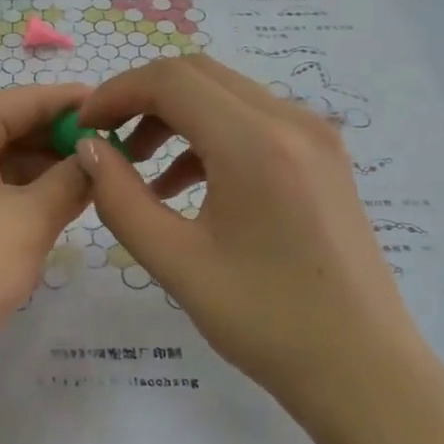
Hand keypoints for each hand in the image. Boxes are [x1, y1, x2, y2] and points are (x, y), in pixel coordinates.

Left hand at [0, 84, 92, 428]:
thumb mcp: (28, 219)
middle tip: (122, 155)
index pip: (26, 99)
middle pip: (13, 130)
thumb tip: (99, 155)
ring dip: (48, 174)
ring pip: (3, 167)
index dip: (74, 103)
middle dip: (63, 142)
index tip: (123, 110)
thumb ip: (71, 180)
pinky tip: (64, 211)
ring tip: (103, 183)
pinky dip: (25, 201)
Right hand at [74, 56, 426, 411]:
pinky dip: (209, 136)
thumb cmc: (265, 321)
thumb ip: (120, 198)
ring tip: (139, 168)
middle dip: (142, 98)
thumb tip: (89, 150)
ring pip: (226, 95)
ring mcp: (315, 135)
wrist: (362, 369)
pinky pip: (253, 122)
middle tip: (106, 140)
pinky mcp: (323, 156)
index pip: (170, 80)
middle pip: (198, 75)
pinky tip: (184, 186)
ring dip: (175, 116)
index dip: (116, 93)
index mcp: (255, 142)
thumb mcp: (176, 262)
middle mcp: (291, 120)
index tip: (82, 127)